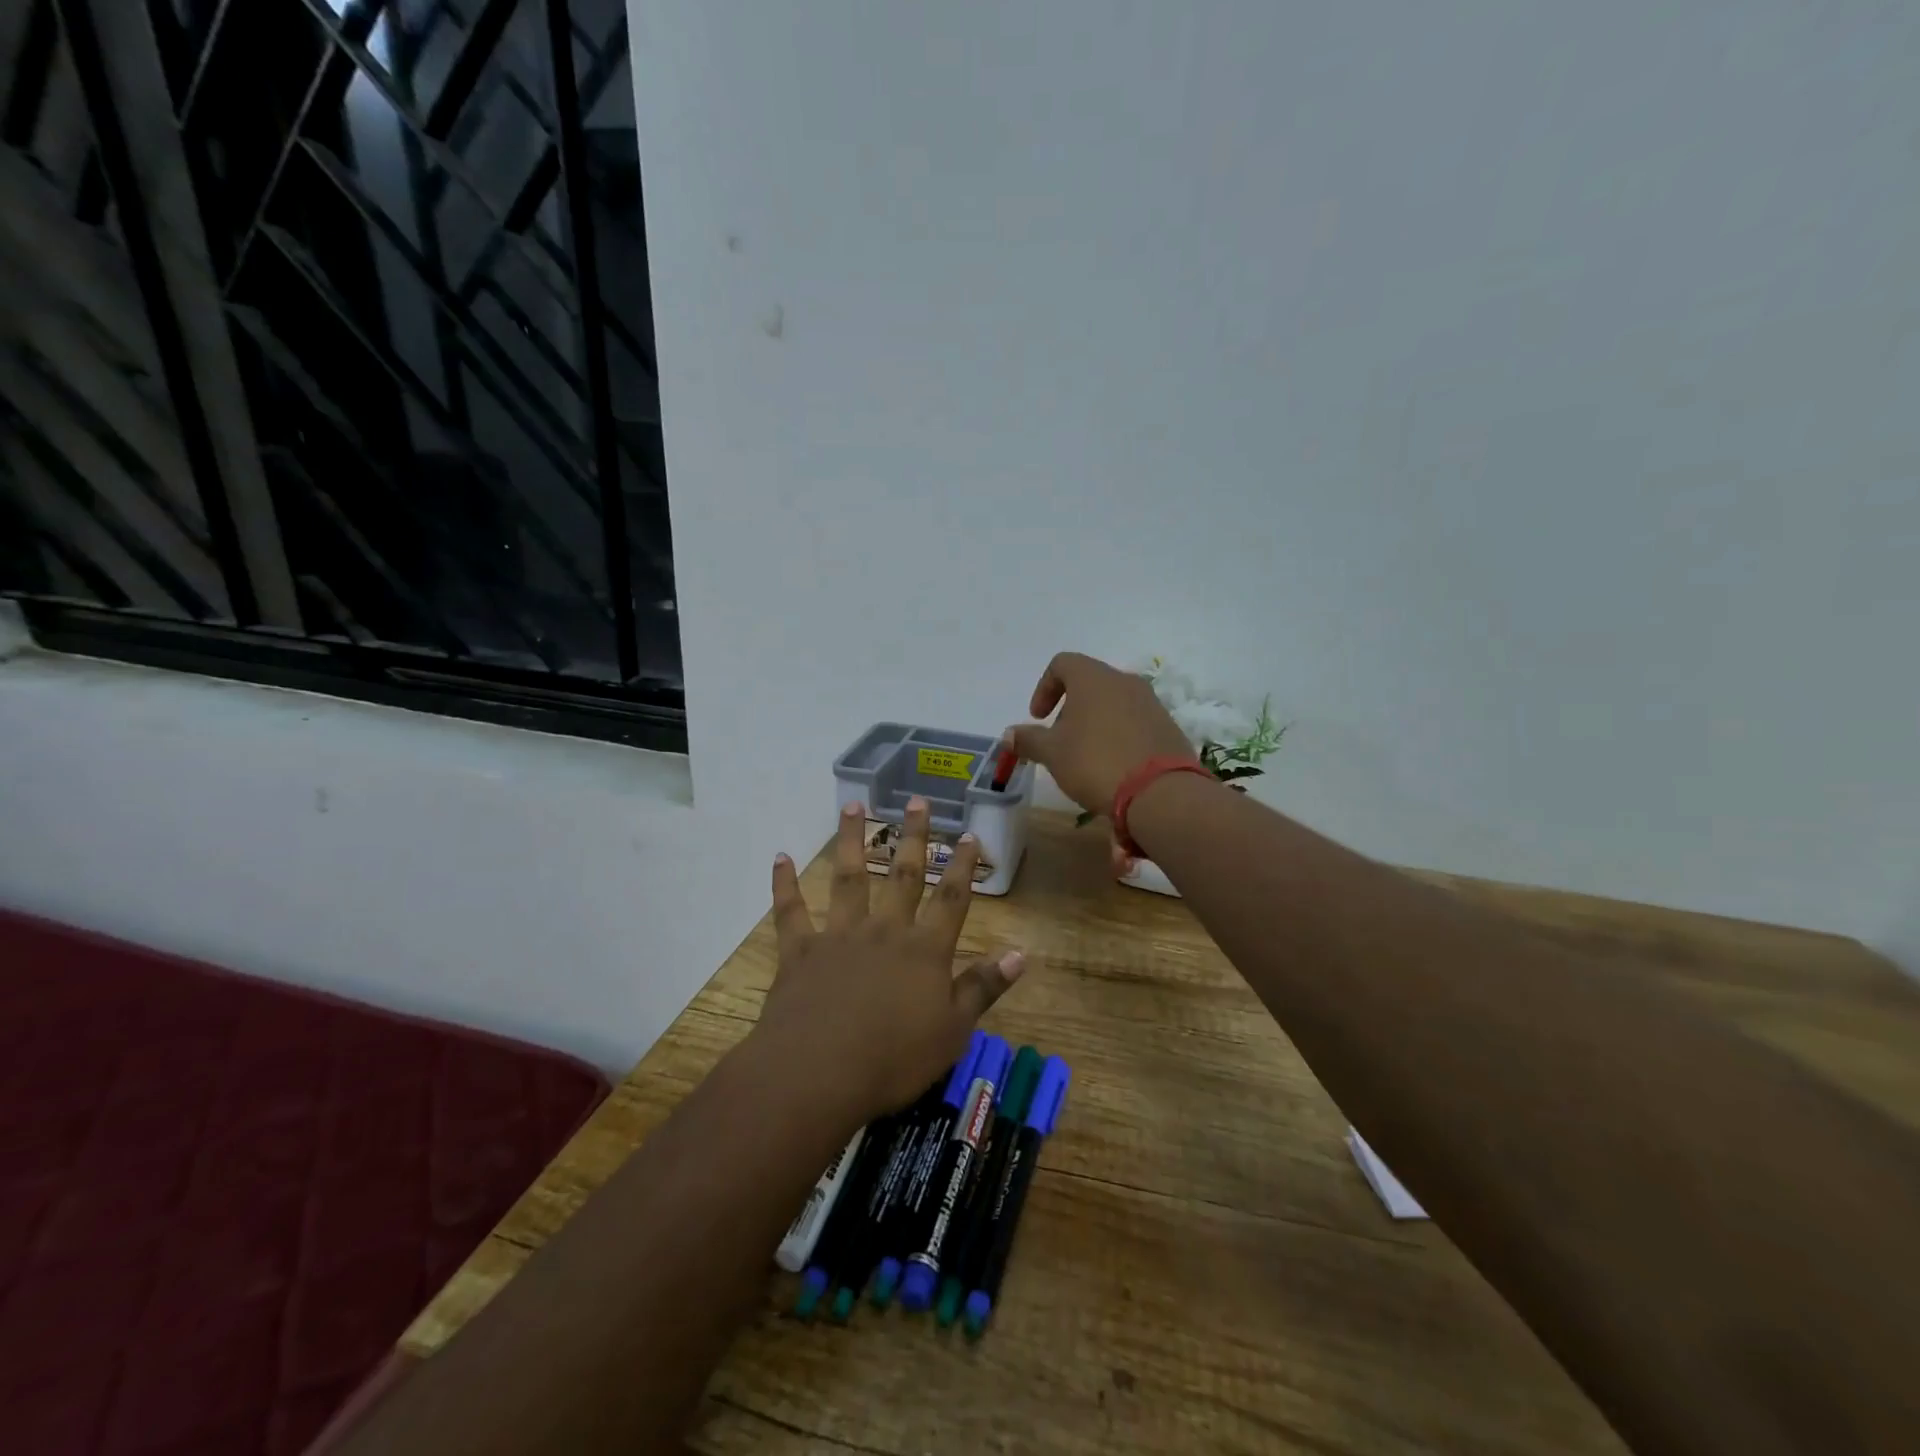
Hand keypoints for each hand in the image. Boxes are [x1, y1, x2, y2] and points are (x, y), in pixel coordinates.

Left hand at [758, 798, 1026, 1118]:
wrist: (819, 1072)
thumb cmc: (894, 1059)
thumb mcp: (953, 1031)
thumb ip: (983, 987)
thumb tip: (1020, 953)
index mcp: (924, 950)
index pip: (951, 899)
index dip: (962, 866)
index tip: (969, 833)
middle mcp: (884, 931)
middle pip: (903, 875)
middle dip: (913, 837)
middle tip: (917, 800)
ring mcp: (839, 936)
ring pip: (848, 878)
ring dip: (851, 841)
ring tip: (853, 806)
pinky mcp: (800, 952)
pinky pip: (791, 911)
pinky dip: (785, 884)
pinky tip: (781, 857)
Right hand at [1006, 651, 1193, 815]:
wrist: (1160, 792)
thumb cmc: (1095, 762)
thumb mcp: (1052, 753)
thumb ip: (1028, 740)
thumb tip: (1009, 735)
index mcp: (1093, 678)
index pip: (1062, 663)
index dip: (1044, 688)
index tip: (1038, 719)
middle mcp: (1125, 681)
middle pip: (1089, 683)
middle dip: (1069, 709)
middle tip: (1060, 741)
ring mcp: (1151, 703)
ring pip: (1114, 703)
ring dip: (1094, 723)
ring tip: (1086, 757)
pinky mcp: (1168, 727)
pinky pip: (1135, 722)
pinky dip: (1118, 735)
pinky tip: (1114, 766)